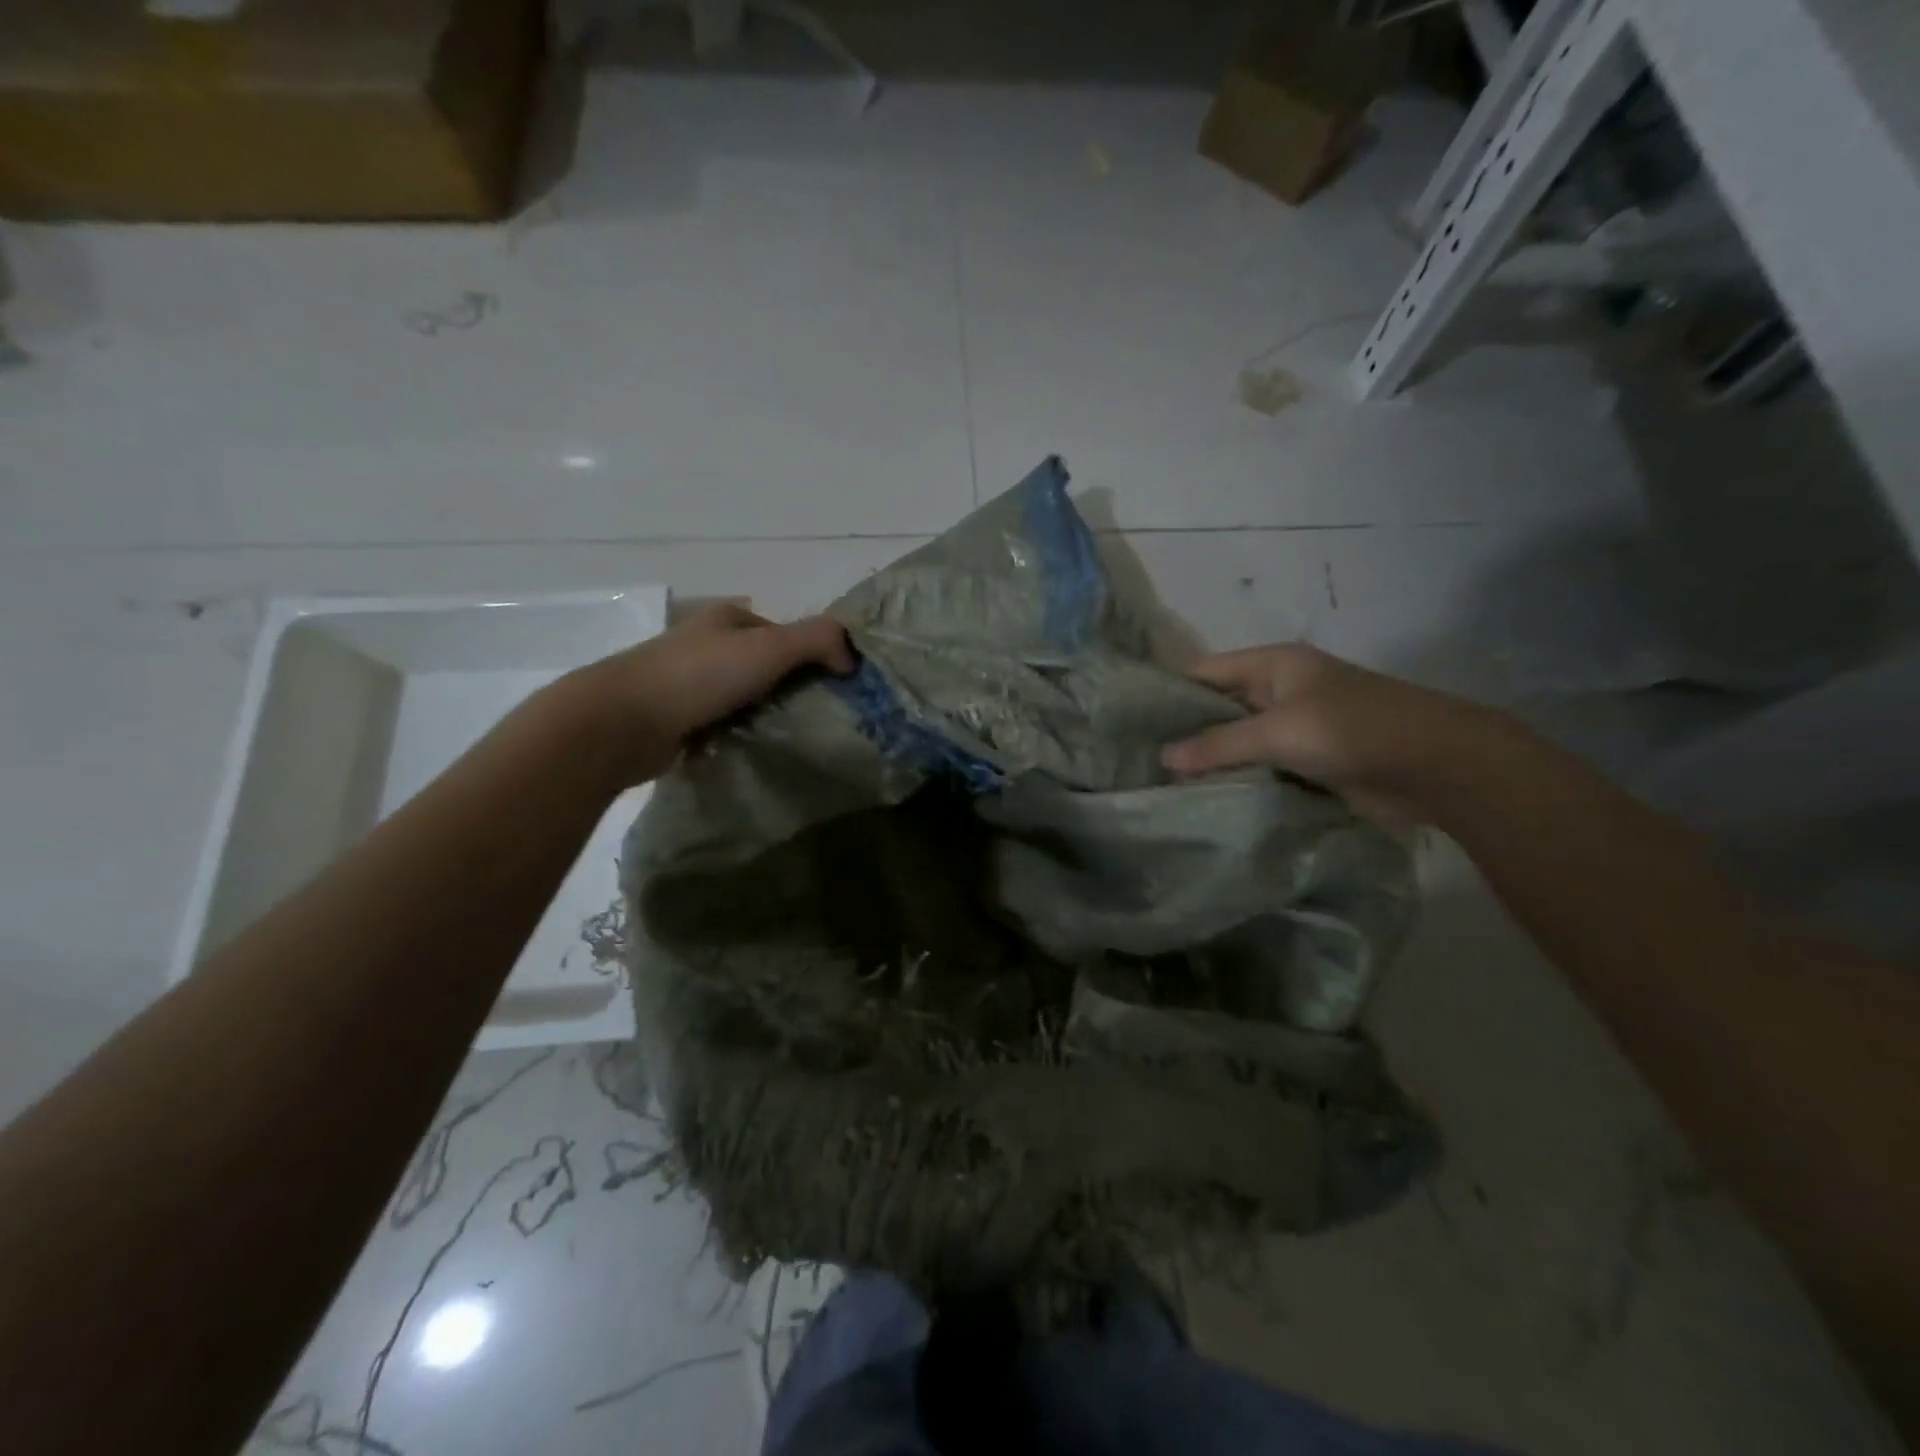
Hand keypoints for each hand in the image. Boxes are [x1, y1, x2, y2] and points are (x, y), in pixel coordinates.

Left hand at [560, 602, 855, 784]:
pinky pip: (722, 725)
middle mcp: (707, 644)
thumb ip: (819, 640)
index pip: (785, 634)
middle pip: (765, 667)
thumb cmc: (700, 675)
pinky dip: (738, 736)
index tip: (833, 689)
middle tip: (817, 719)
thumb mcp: (770, 647)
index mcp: (728, 619)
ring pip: (744, 698)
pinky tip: (753, 751)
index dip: (812, 657)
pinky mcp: (677, 718)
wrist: (623, 721)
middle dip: (790, 690)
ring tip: (790, 740)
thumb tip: (852, 659)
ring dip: (765, 716)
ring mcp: (688, 682)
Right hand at [1160, 643, 1487, 823]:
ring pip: (1241, 742)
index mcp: (1274, 665)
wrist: (1437, 767)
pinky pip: (1263, 768)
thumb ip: (1219, 745)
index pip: (1205, 672)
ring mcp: (1297, 728)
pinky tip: (1205, 799)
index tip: (1131, 721)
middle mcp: (1281, 691)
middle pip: (1220, 708)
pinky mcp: (1310, 762)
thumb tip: (1163, 759)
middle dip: (1187, 732)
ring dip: (1212, 762)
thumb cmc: (1352, 730)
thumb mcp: (1279, 731)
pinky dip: (1240, 781)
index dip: (1170, 692)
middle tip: (1139, 760)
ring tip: (1162, 785)